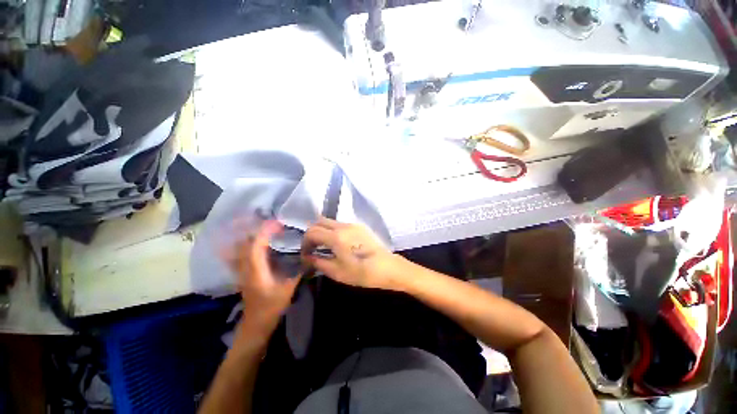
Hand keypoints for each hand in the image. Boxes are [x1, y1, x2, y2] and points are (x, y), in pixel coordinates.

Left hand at [223, 220, 300, 336]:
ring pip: (239, 247)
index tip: (277, 223)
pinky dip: (245, 244)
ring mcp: (241, 270)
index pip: (256, 245)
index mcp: (255, 270)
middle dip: (254, 228)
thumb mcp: (288, 289)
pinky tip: (251, 240)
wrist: (255, 324)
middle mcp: (245, 267)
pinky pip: (240, 253)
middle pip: (244, 243)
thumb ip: (298, 272)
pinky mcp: (243, 272)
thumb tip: (309, 257)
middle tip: (270, 220)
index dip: (265, 232)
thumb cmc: (271, 307)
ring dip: (248, 234)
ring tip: (260, 225)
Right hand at [301, 218, 409, 290]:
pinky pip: (341, 225)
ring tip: (324, 247)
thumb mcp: (337, 272)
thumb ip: (318, 262)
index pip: (312, 232)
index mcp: (336, 236)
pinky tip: (338, 244)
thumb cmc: (362, 272)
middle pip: (320, 222)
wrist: (387, 267)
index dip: (305, 242)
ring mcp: (353, 224)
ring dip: (324, 231)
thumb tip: (307, 257)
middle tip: (312, 248)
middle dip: (312, 233)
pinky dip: (334, 231)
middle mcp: (343, 226)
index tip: (306, 254)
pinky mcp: (360, 227)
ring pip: (331, 222)